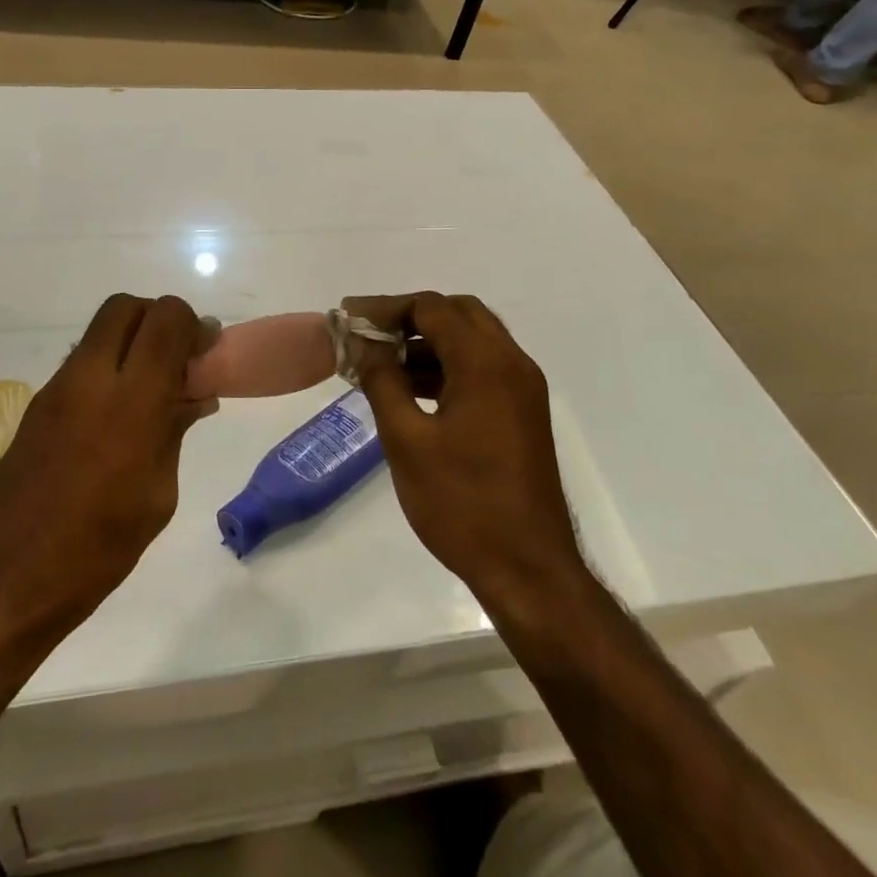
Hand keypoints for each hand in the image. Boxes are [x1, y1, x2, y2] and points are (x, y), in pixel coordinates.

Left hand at [0, 294, 207, 657]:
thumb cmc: (94, 550)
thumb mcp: (157, 496)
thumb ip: (174, 432)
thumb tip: (193, 396)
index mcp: (130, 401)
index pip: (165, 319)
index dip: (192, 325)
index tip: (206, 356)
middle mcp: (89, 379)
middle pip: (125, 307)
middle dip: (158, 320)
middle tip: (177, 360)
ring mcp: (56, 390)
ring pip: (100, 333)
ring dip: (132, 344)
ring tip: (153, 393)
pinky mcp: (35, 408)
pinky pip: (82, 365)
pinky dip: (109, 370)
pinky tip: (120, 419)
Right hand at [341, 293, 582, 608]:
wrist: (528, 569)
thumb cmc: (462, 504)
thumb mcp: (407, 440)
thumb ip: (382, 381)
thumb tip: (364, 343)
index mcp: (485, 363)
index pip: (432, 308)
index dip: (386, 308)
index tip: (347, 319)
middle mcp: (511, 363)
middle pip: (458, 314)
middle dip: (410, 318)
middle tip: (369, 336)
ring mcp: (522, 389)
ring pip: (472, 340)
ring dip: (428, 342)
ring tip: (381, 364)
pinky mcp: (523, 412)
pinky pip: (482, 369)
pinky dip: (447, 366)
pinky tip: (412, 390)